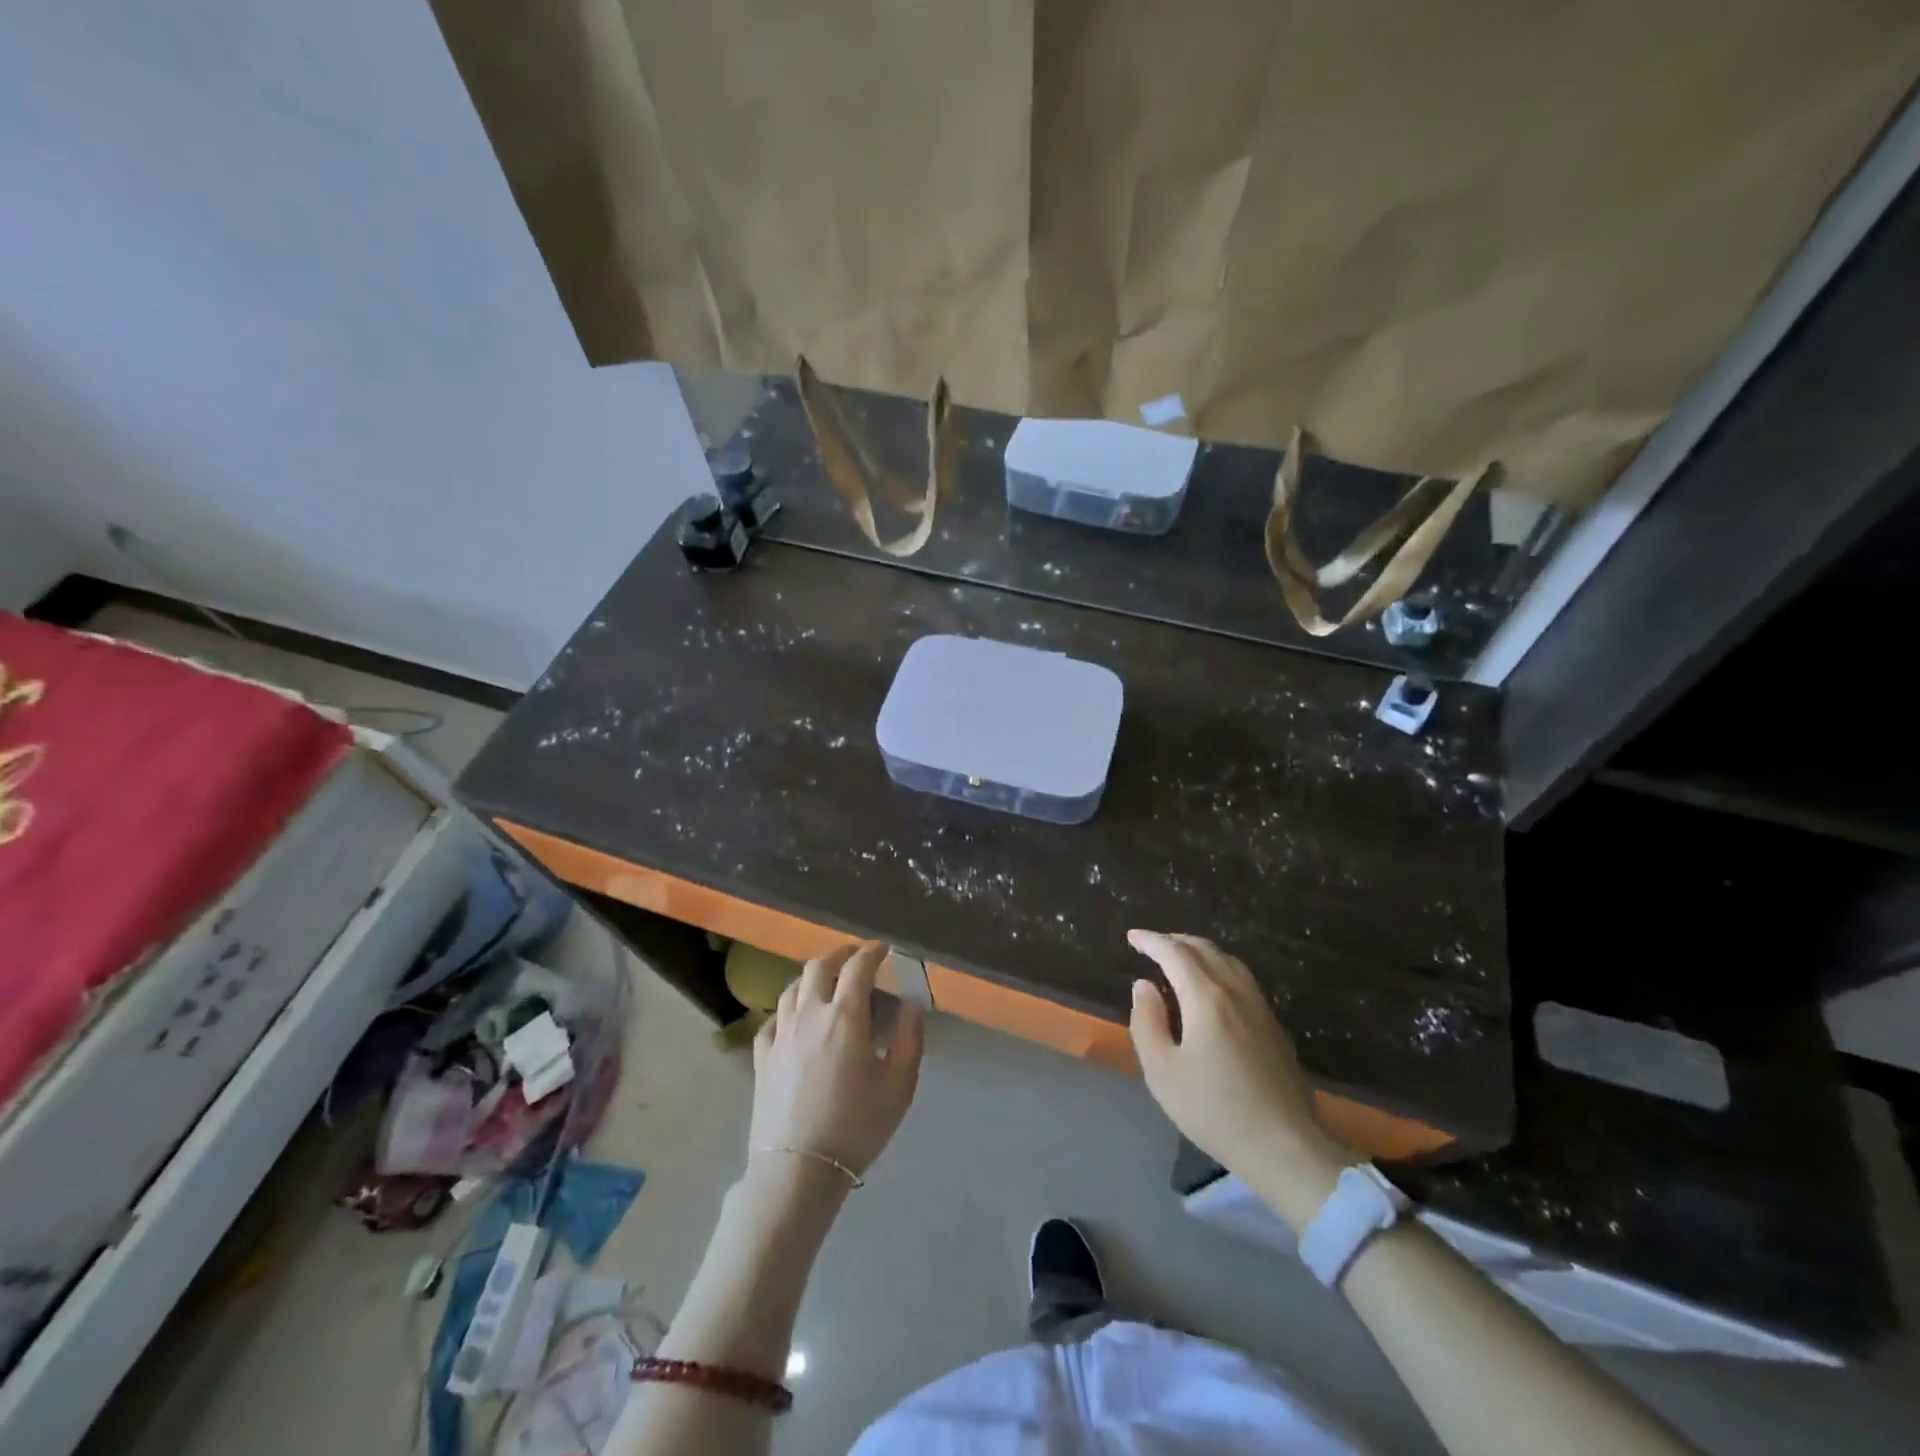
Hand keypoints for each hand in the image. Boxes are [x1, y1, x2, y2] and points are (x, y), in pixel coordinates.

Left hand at [749, 943, 925, 1184]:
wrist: (799, 1170)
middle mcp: (809, 1014)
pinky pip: (772, 1019)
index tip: (883, 950)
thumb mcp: (900, 1086)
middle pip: (820, 966)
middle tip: (856, 958)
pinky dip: (788, 1010)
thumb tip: (911, 1006)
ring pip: (793, 988)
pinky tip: (795, 1020)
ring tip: (827, 984)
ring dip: (813, 977)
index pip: (858, 967)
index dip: (872, 952)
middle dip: (841, 954)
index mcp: (845, 1016)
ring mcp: (780, 1034)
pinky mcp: (761, 1057)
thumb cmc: (856, 1126)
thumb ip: (910, 1039)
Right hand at [1127, 930, 1346, 1226]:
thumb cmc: (1215, 1110)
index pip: (1175, 954)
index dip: (1151, 941)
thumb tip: (1144, 986)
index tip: (1132, 937)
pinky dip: (1220, 968)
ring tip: (1181, 959)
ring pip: (1229, 962)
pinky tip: (1214, 989)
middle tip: (1153, 945)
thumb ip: (1147, 1022)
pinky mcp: (1275, 1028)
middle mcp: (1236, 993)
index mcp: (1207, 998)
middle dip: (1176, 941)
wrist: (1285, 1148)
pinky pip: (1243, 980)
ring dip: (1201, 951)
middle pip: (1205, 950)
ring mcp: (1261, 1009)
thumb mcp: (1162, 1071)